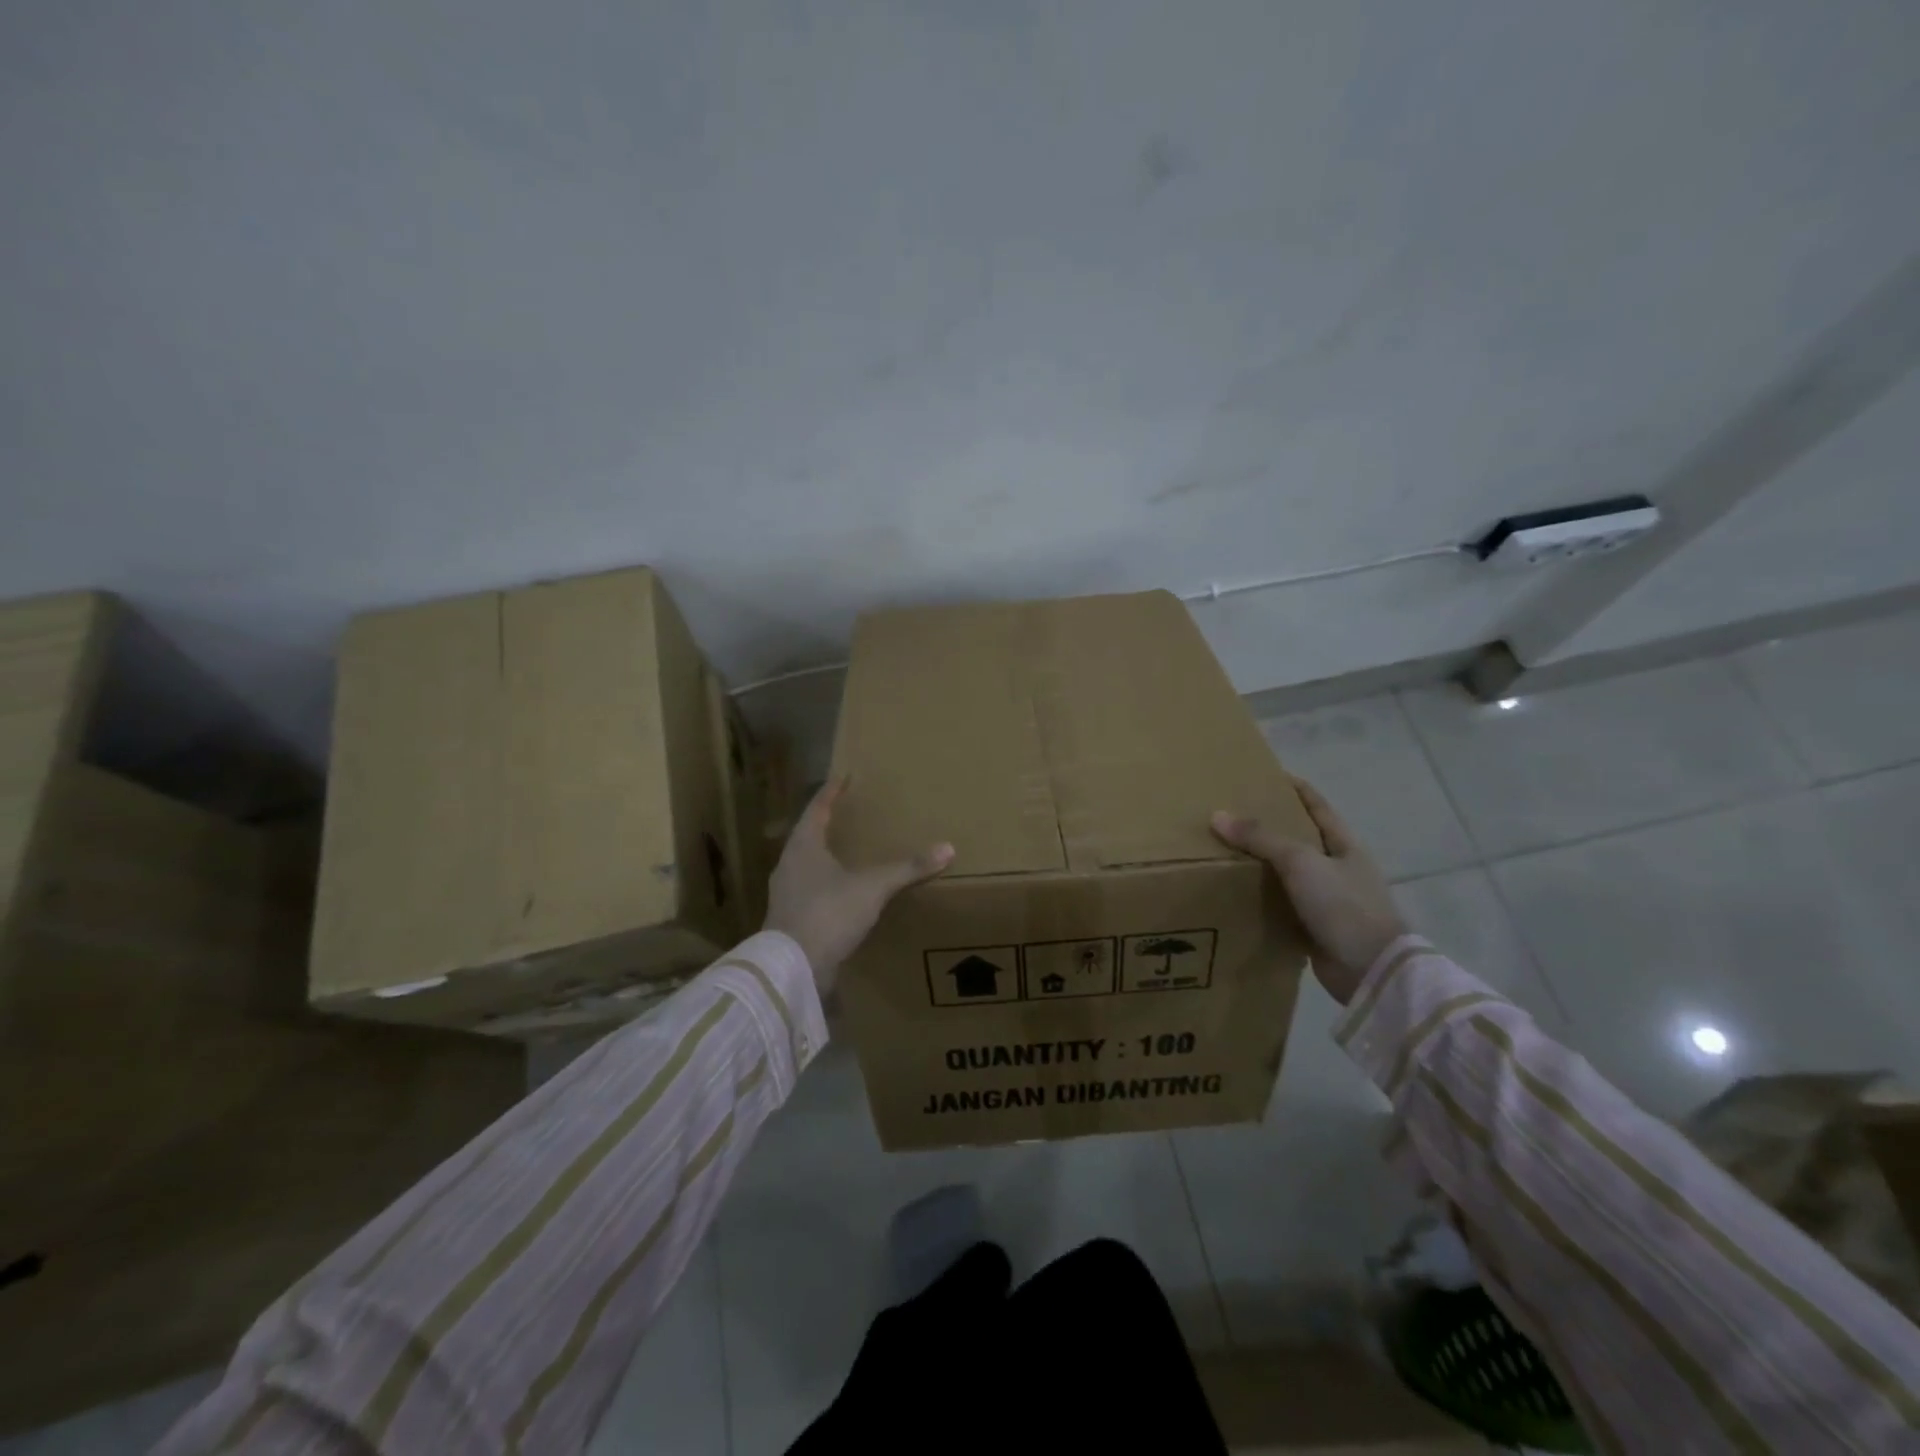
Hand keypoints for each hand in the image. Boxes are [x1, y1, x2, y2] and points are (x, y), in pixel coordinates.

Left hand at [764, 777, 954, 995]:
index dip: (832, 791)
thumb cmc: (828, 913)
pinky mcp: (791, 919)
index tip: (844, 776)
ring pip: (808, 864)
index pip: (817, 807)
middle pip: (809, 834)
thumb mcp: (873, 887)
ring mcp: (787, 893)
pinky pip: (812, 891)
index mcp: (803, 846)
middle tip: (852, 812)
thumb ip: (907, 868)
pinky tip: (846, 892)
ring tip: (852, 851)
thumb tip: (948, 848)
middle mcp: (789, 864)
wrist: (792, 968)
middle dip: (829, 823)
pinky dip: (829, 884)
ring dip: (828, 855)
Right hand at [1210, 779, 1406, 1004]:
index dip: (1294, 788)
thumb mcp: (1300, 862)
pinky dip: (1261, 898)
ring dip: (1261, 864)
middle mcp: (1338, 868)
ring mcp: (1328, 900)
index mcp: (1344, 845)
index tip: (1264, 775)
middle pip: (1300, 838)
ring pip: (1288, 873)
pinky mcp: (1314, 928)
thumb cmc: (1343, 905)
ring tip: (1223, 851)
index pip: (1317, 806)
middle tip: (1230, 814)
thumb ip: (1260, 838)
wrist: (1370, 970)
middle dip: (1269, 826)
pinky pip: (1282, 905)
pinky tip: (1235, 892)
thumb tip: (1217, 815)